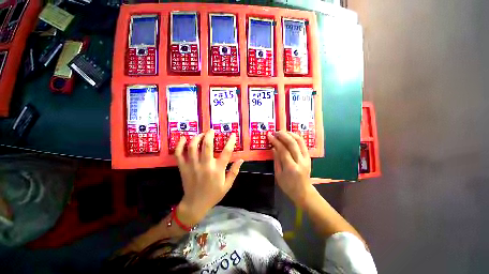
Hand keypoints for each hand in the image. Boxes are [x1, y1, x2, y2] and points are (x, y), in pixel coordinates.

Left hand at [174, 130, 243, 224]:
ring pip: (193, 147)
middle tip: (212, 130)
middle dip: (210, 134)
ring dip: (197, 137)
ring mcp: (192, 166)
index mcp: (217, 170)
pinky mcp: (183, 168)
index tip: (233, 134)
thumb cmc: (213, 195)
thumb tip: (241, 159)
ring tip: (201, 134)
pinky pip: (179, 154)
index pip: (226, 152)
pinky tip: (184, 139)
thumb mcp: (227, 185)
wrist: (195, 205)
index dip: (231, 141)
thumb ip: (234, 172)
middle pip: (207, 145)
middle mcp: (205, 165)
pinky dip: (180, 145)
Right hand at [268, 131, 312, 206]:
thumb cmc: (288, 186)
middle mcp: (300, 161)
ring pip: (300, 141)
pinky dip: (296, 137)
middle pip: (292, 143)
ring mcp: (306, 158)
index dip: (275, 141)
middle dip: (283, 135)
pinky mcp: (309, 157)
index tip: (269, 135)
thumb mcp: (278, 175)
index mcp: (291, 167)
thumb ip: (276, 160)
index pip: (283, 150)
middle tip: (275, 132)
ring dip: (290, 134)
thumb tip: (273, 148)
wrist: (303, 192)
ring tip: (282, 132)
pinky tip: (290, 136)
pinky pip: (303, 144)